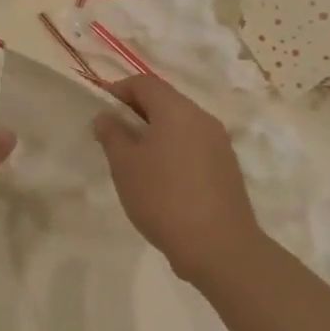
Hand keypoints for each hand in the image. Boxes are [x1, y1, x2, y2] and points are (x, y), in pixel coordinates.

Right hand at [93, 75, 259, 283]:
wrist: (219, 247)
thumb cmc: (163, 198)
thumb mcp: (125, 166)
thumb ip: (112, 135)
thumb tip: (106, 117)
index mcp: (177, 110)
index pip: (145, 83)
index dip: (119, 89)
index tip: (102, 108)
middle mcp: (202, 118)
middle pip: (165, 101)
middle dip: (137, 111)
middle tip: (115, 134)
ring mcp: (220, 143)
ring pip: (181, 124)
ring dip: (156, 131)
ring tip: (136, 158)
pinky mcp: (227, 167)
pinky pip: (194, 145)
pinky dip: (174, 149)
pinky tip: (162, 178)